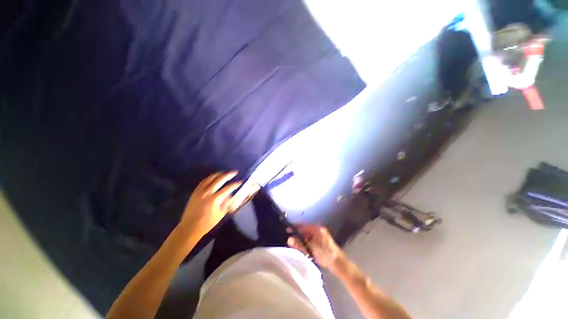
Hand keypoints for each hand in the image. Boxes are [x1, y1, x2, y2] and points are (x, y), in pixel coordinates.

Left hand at [179, 172, 241, 236]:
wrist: (190, 227)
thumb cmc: (207, 222)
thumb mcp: (221, 213)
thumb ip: (227, 202)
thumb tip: (230, 194)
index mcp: (215, 199)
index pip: (228, 188)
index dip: (235, 184)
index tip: (240, 182)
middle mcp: (207, 192)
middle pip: (219, 180)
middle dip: (228, 175)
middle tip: (234, 172)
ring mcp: (200, 191)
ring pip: (210, 178)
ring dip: (219, 174)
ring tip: (225, 173)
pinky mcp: (195, 192)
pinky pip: (203, 181)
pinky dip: (210, 178)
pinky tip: (214, 177)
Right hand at [287, 224, 344, 269]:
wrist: (338, 263)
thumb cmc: (325, 253)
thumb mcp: (311, 248)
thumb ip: (300, 243)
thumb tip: (289, 239)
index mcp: (316, 228)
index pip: (303, 226)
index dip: (295, 228)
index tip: (287, 230)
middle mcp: (318, 230)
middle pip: (304, 231)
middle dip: (298, 236)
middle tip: (292, 242)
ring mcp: (320, 236)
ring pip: (307, 237)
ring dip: (302, 241)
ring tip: (299, 248)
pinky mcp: (320, 242)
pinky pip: (310, 241)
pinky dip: (306, 245)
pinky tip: (305, 250)